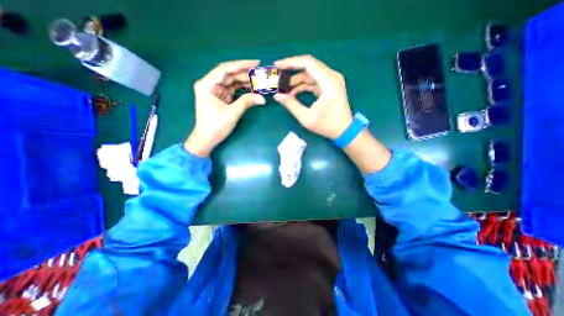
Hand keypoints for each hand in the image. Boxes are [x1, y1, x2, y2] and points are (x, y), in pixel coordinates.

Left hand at [183, 60, 266, 156]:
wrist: (207, 139)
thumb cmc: (215, 126)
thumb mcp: (232, 113)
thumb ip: (246, 102)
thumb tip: (263, 98)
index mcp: (207, 85)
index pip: (225, 69)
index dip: (241, 65)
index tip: (255, 63)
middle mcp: (210, 84)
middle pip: (229, 74)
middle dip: (245, 74)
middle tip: (260, 73)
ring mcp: (215, 91)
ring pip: (232, 82)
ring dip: (244, 82)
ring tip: (258, 81)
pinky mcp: (220, 97)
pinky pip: (233, 90)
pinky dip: (242, 90)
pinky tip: (252, 89)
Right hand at [273, 56, 350, 138]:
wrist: (344, 130)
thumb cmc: (327, 125)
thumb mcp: (306, 118)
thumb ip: (291, 105)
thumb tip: (277, 96)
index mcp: (329, 81)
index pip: (308, 63)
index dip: (291, 62)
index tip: (277, 65)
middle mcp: (331, 76)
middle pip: (308, 66)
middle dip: (292, 71)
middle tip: (278, 77)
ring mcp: (331, 81)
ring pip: (310, 74)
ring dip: (296, 81)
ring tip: (284, 89)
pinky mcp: (329, 86)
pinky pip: (313, 81)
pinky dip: (303, 86)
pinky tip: (293, 93)